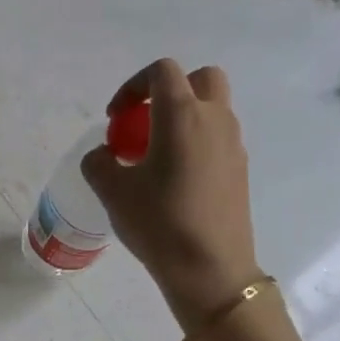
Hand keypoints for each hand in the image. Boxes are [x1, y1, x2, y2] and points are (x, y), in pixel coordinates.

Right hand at [81, 58, 260, 332]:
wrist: (210, 269)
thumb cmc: (158, 223)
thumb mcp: (112, 191)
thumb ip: (99, 162)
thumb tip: (105, 155)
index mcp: (182, 115)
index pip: (162, 71)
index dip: (133, 86)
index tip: (115, 118)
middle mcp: (215, 120)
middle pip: (201, 79)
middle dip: (170, 91)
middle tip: (144, 123)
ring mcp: (233, 145)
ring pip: (213, 109)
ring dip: (184, 118)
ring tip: (155, 156)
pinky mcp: (240, 170)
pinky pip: (217, 139)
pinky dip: (196, 143)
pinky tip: (175, 181)